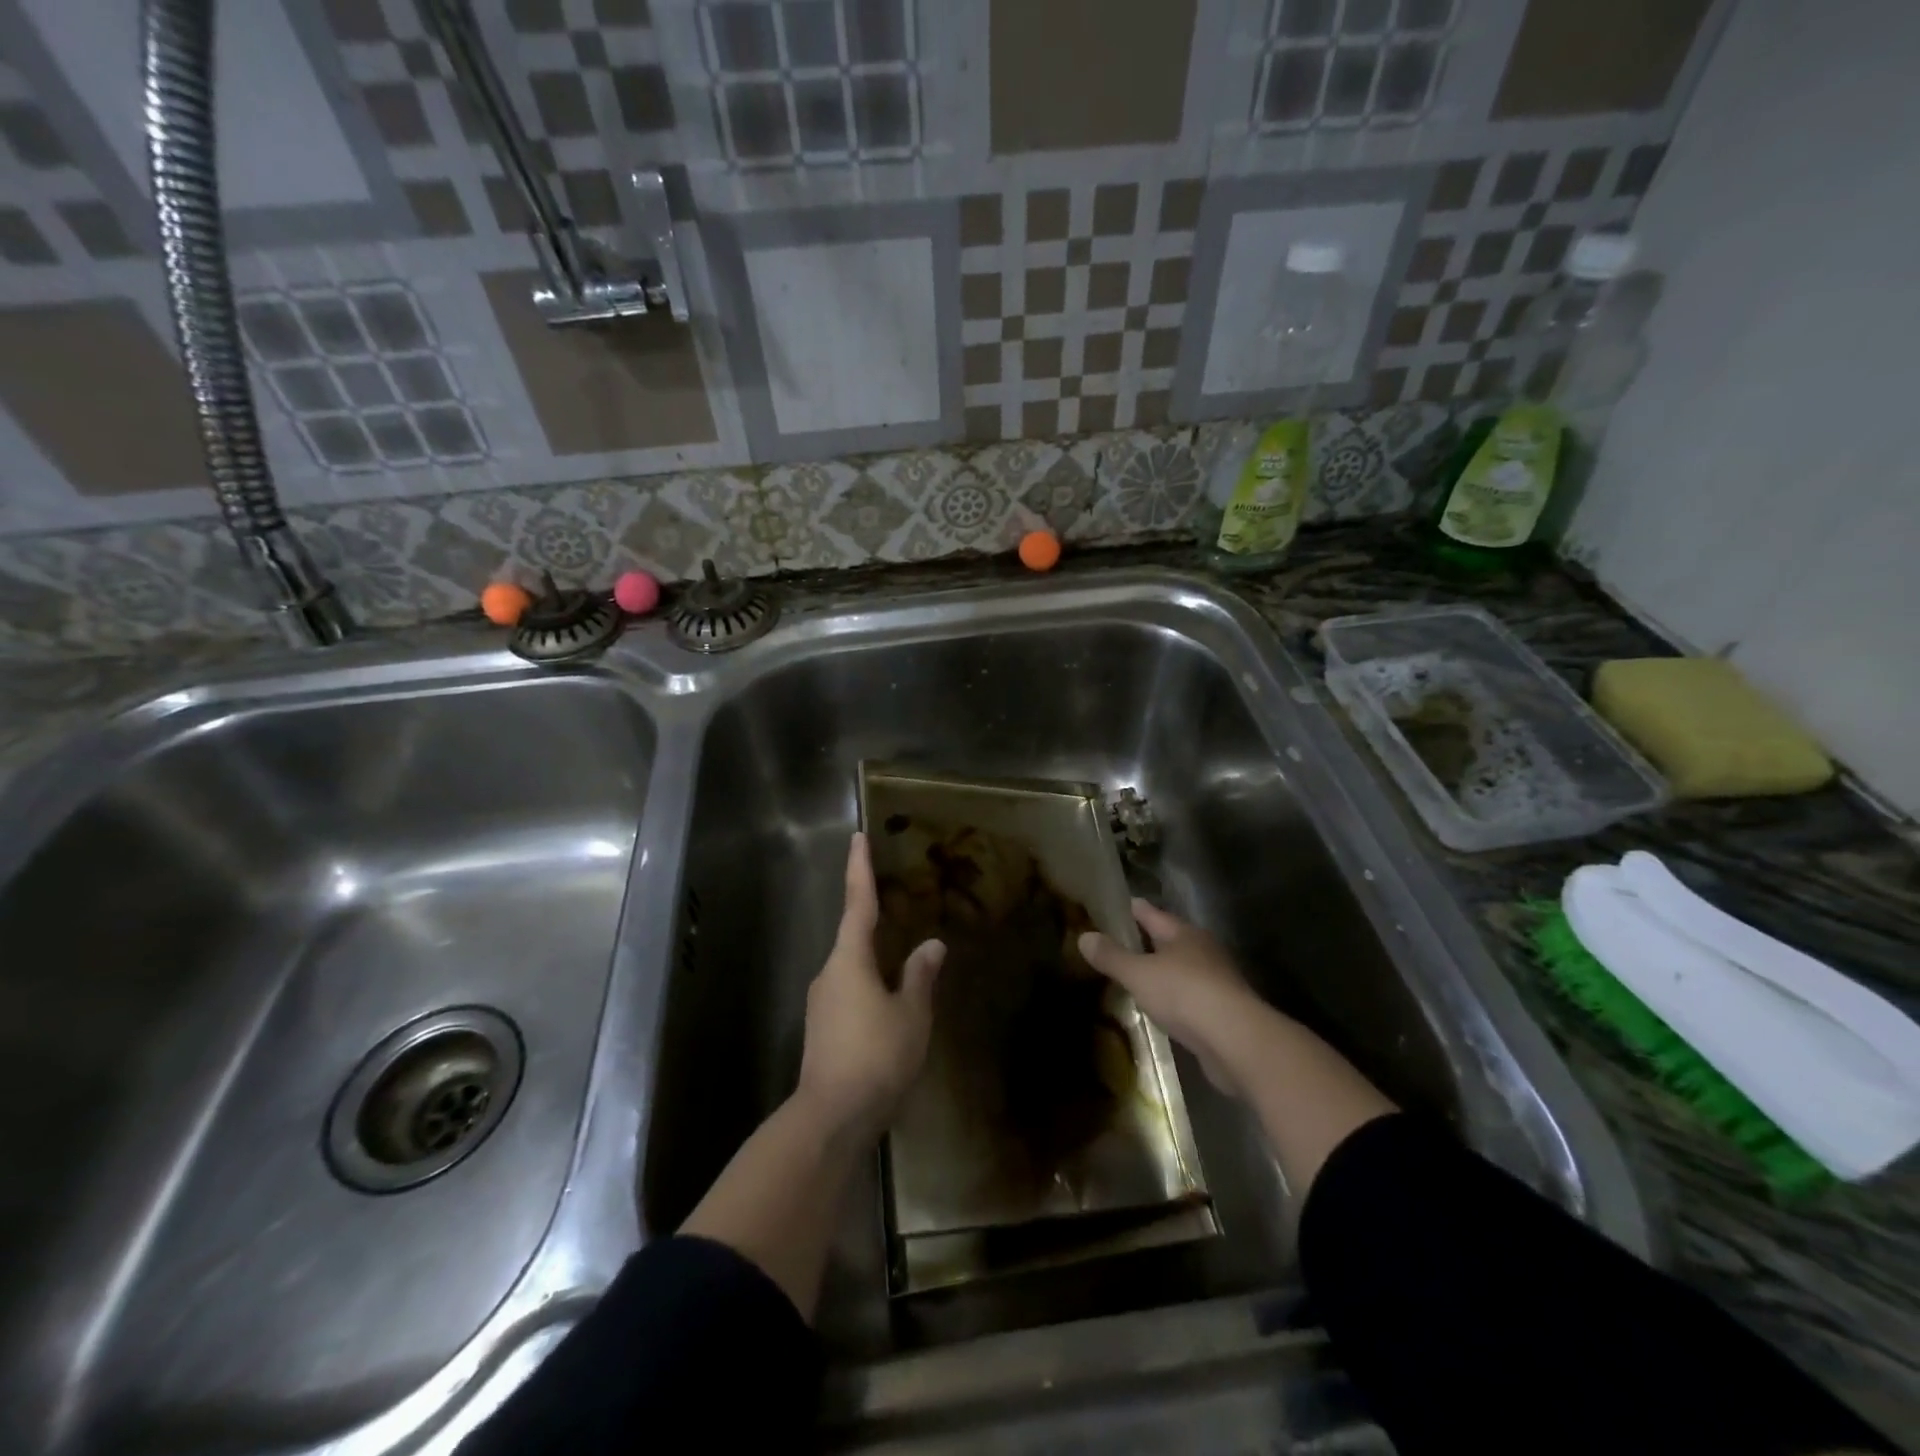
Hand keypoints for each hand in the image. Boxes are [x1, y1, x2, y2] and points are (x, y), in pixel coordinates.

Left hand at [796, 833, 944, 1143]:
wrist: (831, 1117)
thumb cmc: (876, 1056)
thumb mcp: (911, 1014)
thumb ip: (920, 976)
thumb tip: (932, 944)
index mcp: (849, 959)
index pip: (857, 903)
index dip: (859, 869)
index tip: (857, 837)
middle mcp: (830, 973)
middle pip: (853, 936)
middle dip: (873, 918)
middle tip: (897, 902)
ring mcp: (822, 1003)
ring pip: (852, 968)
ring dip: (875, 960)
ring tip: (904, 963)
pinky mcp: (822, 1029)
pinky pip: (850, 992)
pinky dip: (870, 986)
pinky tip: (890, 1006)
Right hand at [1079, 900, 1260, 1093]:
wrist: (1236, 1041)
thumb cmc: (1184, 994)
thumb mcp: (1138, 974)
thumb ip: (1111, 956)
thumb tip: (1084, 936)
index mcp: (1183, 933)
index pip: (1151, 913)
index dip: (1130, 909)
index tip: (1111, 906)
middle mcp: (1202, 950)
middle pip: (1168, 939)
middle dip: (1145, 940)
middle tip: (1116, 943)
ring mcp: (1215, 981)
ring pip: (1180, 968)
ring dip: (1160, 971)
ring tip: (1134, 976)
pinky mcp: (1222, 1011)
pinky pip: (1189, 996)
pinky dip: (1172, 998)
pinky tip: (1159, 1008)